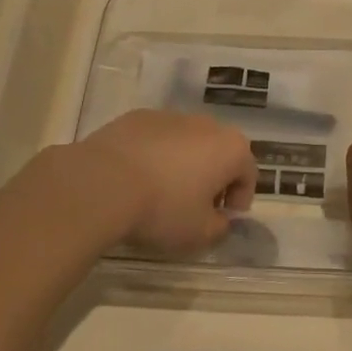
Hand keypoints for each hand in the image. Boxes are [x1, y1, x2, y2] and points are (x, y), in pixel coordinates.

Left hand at [69, 110, 255, 256]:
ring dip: (183, 165)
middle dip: (212, 179)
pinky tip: (135, 179)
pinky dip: (154, 155)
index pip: (249, 174)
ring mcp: (170, 116)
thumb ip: (220, 228)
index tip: (222, 220)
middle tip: (194, 207)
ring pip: (187, 143)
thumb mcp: (199, 234)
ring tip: (160, 193)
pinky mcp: (138, 116)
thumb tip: (219, 220)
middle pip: (219, 153)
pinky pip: (156, 139)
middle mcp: (207, 124)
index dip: (239, 200)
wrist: (102, 183)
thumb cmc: (163, 209)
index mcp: (231, 148)